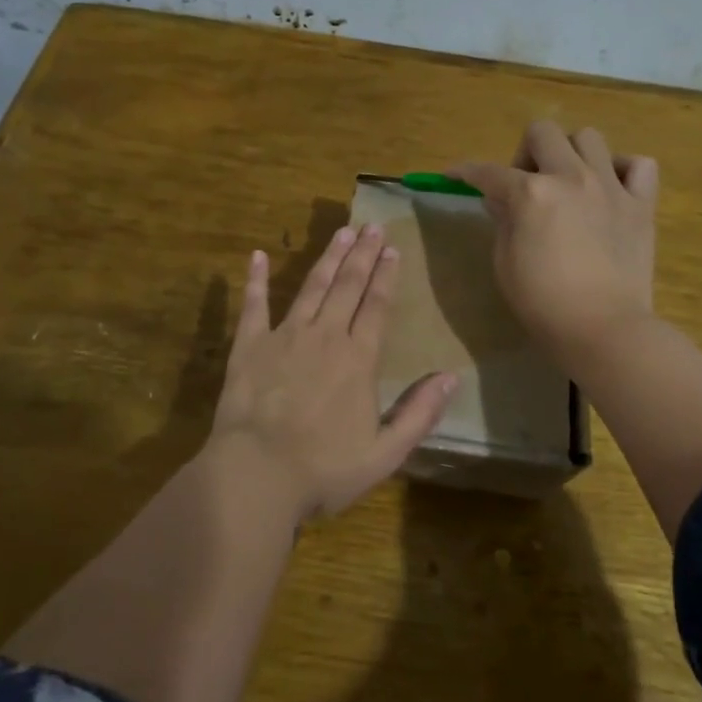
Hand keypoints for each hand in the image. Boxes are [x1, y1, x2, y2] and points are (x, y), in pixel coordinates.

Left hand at [208, 225, 458, 519]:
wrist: (256, 474)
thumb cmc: (324, 469)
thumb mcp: (385, 453)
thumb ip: (419, 413)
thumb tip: (451, 377)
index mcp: (358, 359)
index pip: (377, 306)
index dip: (386, 276)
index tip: (393, 248)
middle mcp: (325, 336)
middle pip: (347, 286)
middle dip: (363, 255)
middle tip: (372, 226)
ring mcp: (284, 336)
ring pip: (311, 287)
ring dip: (328, 258)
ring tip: (342, 233)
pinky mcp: (249, 346)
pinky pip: (254, 305)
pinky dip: (256, 279)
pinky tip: (258, 255)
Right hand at [450, 120, 659, 361]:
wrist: (603, 329)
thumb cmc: (543, 302)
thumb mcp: (504, 263)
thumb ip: (502, 221)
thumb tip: (500, 198)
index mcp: (531, 193)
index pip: (488, 172)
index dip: (465, 172)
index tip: (454, 175)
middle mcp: (570, 177)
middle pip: (542, 132)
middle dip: (525, 153)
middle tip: (526, 186)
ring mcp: (610, 187)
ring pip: (590, 137)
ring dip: (571, 154)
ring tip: (569, 184)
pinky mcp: (641, 204)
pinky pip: (640, 165)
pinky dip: (622, 170)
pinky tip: (610, 191)